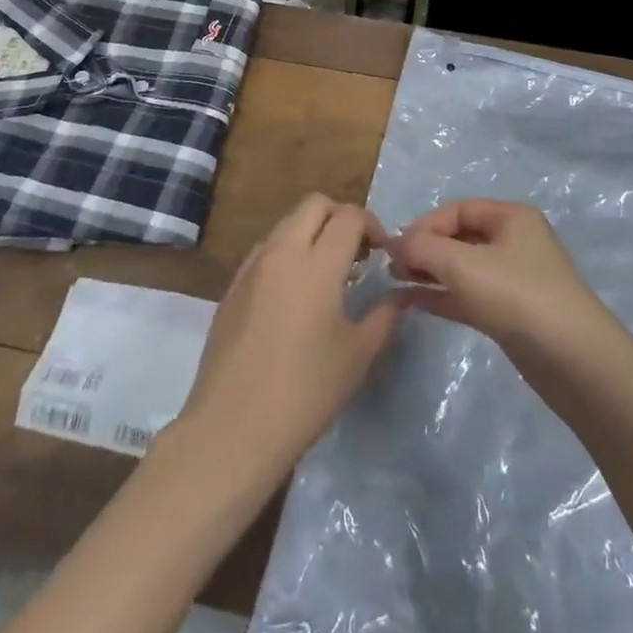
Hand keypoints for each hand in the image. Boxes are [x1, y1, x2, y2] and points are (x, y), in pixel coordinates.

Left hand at [175, 194, 398, 480]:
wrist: (232, 428)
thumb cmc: (305, 392)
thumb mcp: (357, 356)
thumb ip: (384, 316)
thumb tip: (399, 296)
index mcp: (317, 264)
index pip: (349, 217)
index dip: (372, 226)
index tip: (383, 253)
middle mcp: (281, 252)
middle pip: (314, 205)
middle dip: (341, 217)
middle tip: (357, 252)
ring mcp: (251, 267)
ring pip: (287, 224)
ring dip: (312, 232)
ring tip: (328, 273)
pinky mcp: (232, 287)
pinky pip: (266, 250)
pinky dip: (287, 253)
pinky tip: (295, 295)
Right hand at [390, 199, 612, 358]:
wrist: (574, 362)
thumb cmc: (518, 297)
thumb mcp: (463, 265)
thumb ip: (423, 248)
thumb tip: (395, 243)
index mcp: (511, 217)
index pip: (458, 209)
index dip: (424, 223)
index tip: (395, 246)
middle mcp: (514, 242)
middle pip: (459, 237)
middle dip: (424, 248)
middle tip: (392, 266)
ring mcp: (513, 279)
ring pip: (462, 268)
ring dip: (429, 272)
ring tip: (395, 282)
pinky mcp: (511, 313)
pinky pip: (468, 295)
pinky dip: (442, 295)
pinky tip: (414, 302)